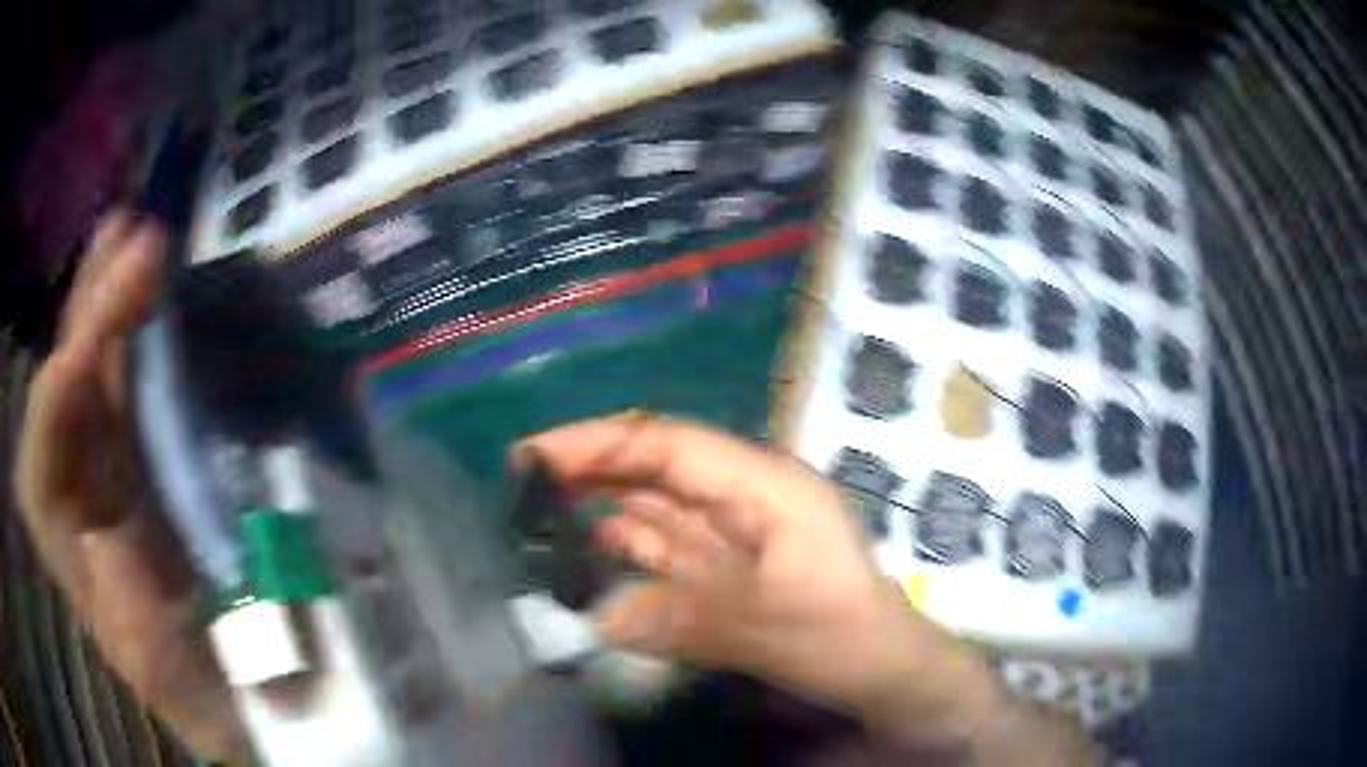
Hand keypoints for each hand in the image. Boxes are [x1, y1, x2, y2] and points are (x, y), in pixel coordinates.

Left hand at [14, 212, 246, 761]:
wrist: (249, 693)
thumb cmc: (217, 699)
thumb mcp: (188, 691)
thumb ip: (139, 634)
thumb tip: (105, 543)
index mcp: (79, 570)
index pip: (40, 477)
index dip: (53, 412)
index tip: (90, 352)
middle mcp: (81, 507)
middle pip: (61, 403)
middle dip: (83, 321)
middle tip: (128, 241)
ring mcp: (110, 476)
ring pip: (92, 377)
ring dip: (105, 303)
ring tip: (130, 232)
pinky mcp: (143, 461)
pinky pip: (129, 387)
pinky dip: (136, 334)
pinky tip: (149, 288)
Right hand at [521, 415, 1009, 748]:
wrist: (880, 669)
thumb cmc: (839, 637)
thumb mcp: (761, 626)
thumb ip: (673, 618)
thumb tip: (593, 619)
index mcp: (763, 486)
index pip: (670, 445)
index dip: (601, 443)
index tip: (535, 454)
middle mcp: (742, 497)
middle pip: (654, 470)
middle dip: (589, 471)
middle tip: (520, 487)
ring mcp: (729, 533)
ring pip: (652, 509)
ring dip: (598, 513)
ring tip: (535, 523)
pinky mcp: (720, 567)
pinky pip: (660, 551)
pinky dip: (621, 555)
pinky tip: (581, 565)